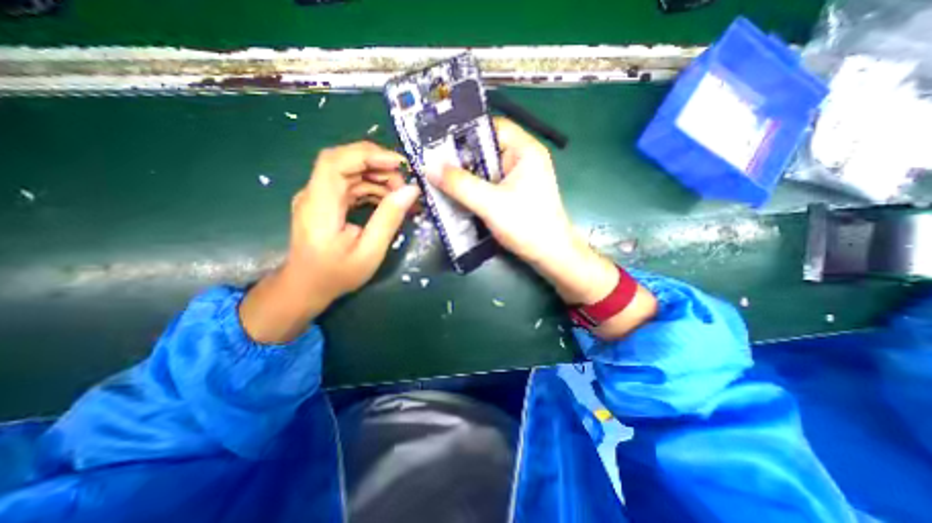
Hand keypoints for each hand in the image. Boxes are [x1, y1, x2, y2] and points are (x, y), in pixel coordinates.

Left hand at [239, 144, 419, 342]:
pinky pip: (350, 185)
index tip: (399, 164)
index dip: (368, 155)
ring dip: (378, 178)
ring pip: (350, 172)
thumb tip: (411, 191)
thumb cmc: (336, 275)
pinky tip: (389, 200)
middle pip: (344, 161)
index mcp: (319, 206)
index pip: (335, 162)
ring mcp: (319, 196)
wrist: (306, 287)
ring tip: (401, 195)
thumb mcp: (369, 252)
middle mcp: (314, 194)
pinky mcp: (326, 202)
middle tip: (405, 185)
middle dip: (379, 166)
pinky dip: (372, 188)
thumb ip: (388, 219)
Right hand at [424, 119, 654, 337]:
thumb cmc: (527, 225)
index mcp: (525, 150)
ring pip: (485, 169)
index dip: (464, 131)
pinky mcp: (514, 194)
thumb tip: (428, 165)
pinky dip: (474, 188)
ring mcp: (518, 178)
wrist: (550, 255)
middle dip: (460, 158)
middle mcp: (522, 159)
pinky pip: (489, 184)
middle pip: (486, 149)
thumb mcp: (490, 203)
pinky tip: (457, 195)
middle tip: (431, 164)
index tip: (437, 142)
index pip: (491, 127)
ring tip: (438, 179)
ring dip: (465, 176)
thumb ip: (459, 184)